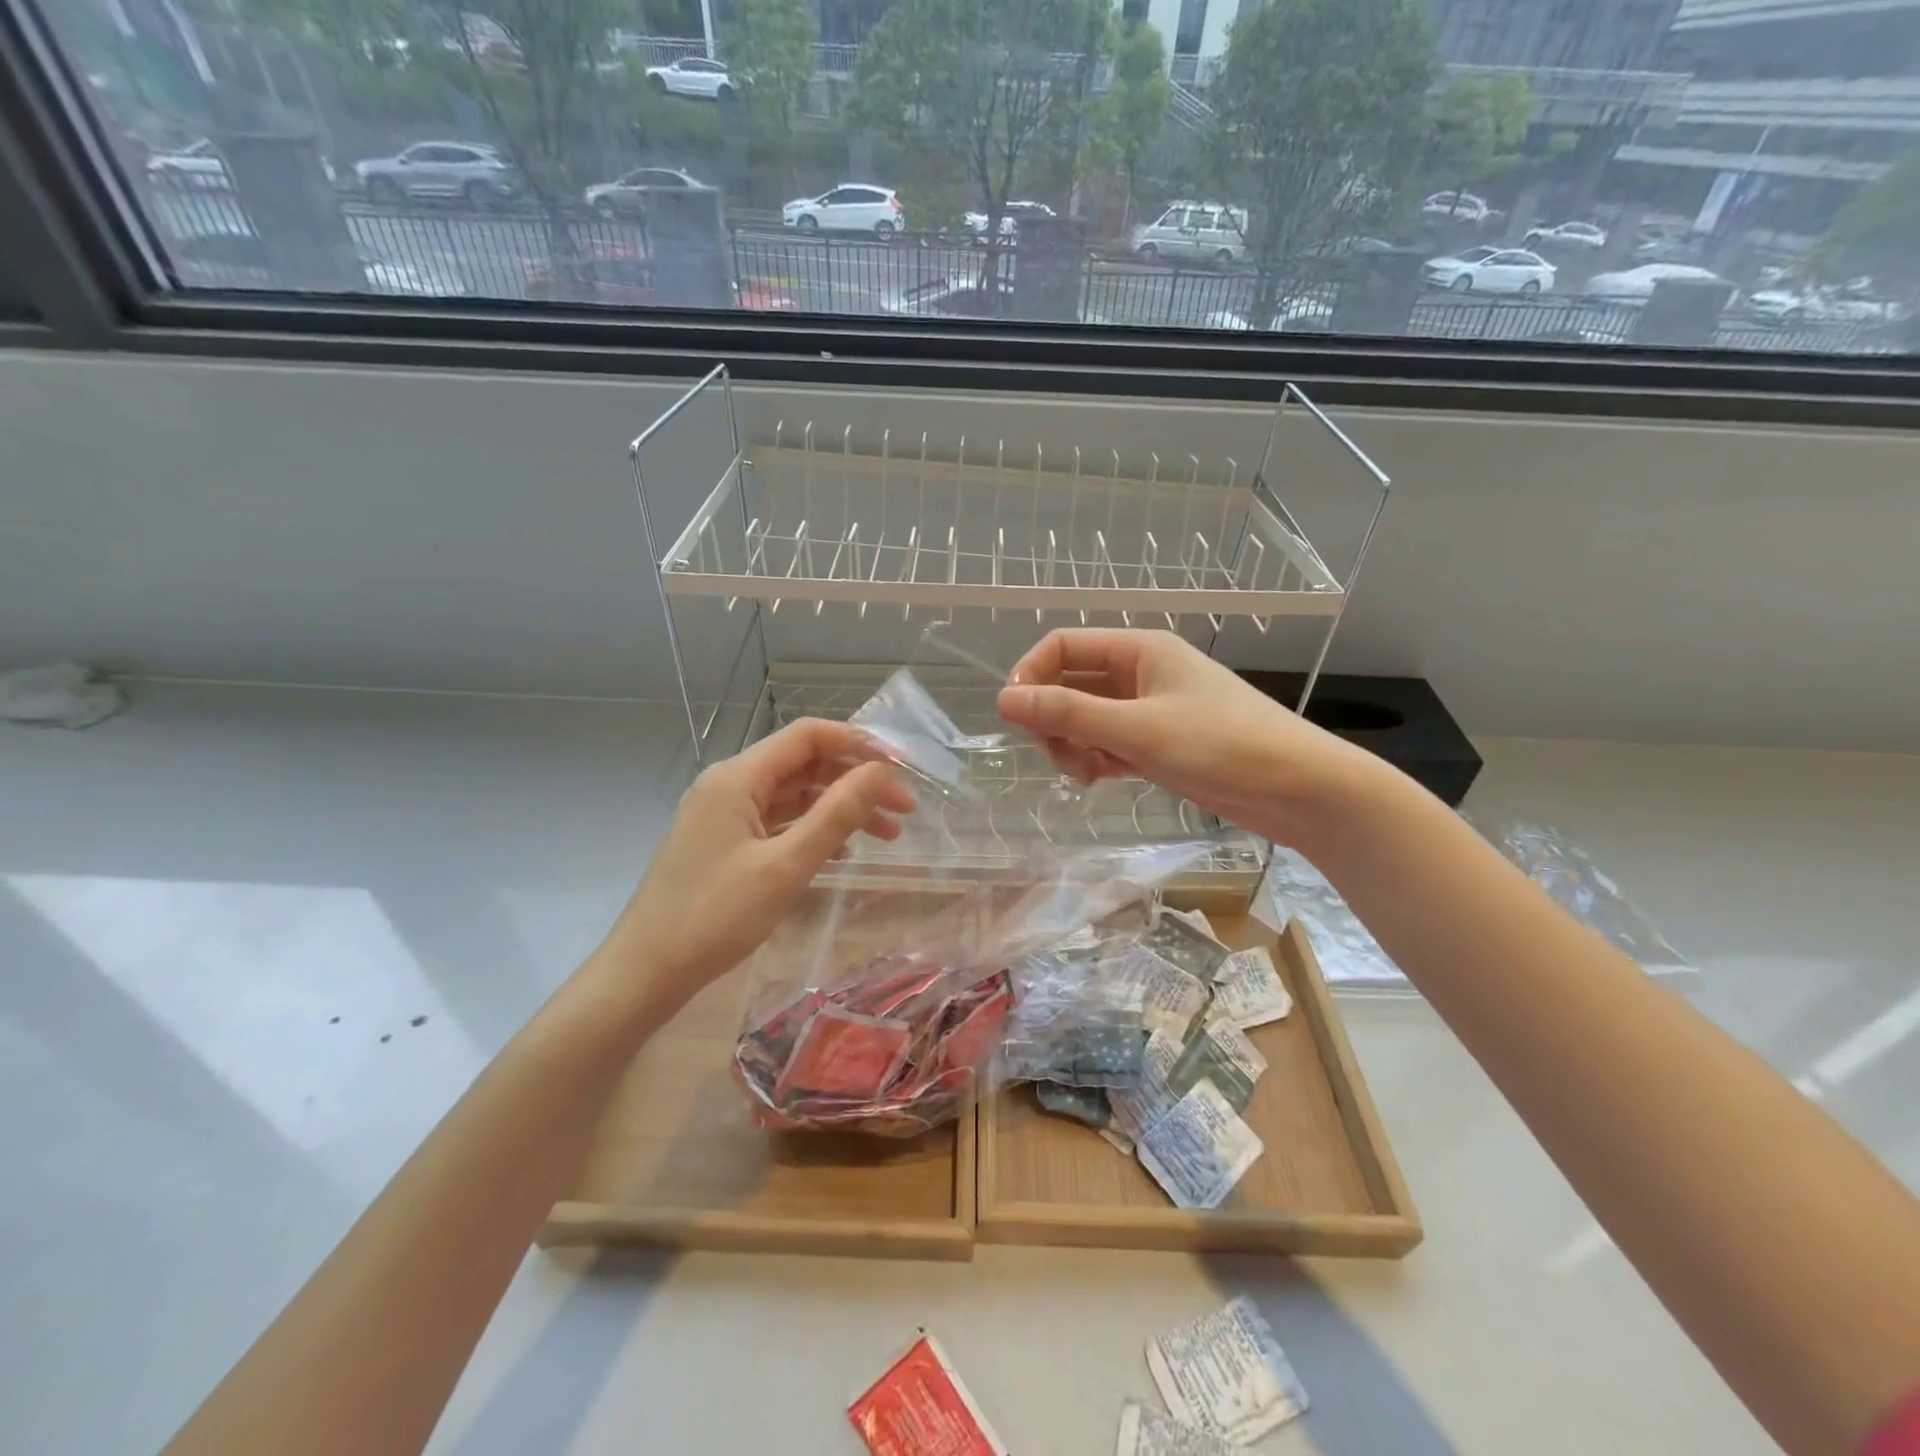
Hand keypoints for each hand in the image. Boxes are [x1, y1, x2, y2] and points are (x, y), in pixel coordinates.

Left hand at [599, 719, 913, 1005]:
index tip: (902, 769)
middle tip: (903, 810)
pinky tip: (841, 853)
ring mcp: (724, 813)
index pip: (809, 736)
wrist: (645, 972)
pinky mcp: (724, 841)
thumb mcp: (785, 866)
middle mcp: (730, 784)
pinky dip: (813, 829)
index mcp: (738, 777)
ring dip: (839, 808)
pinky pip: (778, 821)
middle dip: (856, 781)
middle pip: (804, 764)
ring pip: (794, 795)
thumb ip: (836, 815)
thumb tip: (881, 773)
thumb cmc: (715, 917)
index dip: (859, 744)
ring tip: (886, 834)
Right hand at [996, 628, 1378, 847]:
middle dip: (1054, 719)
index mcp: (1139, 650)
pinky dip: (1097, 760)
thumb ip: (1068, 714)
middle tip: (1060, 757)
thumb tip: (1003, 701)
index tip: (1014, 716)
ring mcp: (1152, 709)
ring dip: (1073, 744)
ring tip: (1086, 776)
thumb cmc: (1222, 746)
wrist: (1301, 790)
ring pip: (1087, 718)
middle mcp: (1141, 673)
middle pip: (1071, 684)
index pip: (1063, 646)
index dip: (1030, 674)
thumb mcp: (1137, 730)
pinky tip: (1102, 780)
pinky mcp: (1161, 743)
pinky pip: (1109, 742)